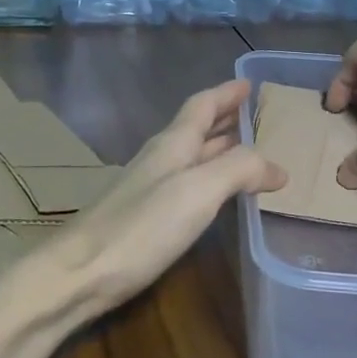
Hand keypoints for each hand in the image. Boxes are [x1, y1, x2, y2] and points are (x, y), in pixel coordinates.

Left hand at [28, 79, 285, 319]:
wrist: (79, 274)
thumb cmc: (140, 227)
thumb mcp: (198, 191)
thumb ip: (239, 170)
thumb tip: (277, 167)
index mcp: (172, 145)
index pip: (202, 106)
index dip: (225, 93)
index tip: (248, 84)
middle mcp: (160, 160)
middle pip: (196, 129)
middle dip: (225, 119)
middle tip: (254, 115)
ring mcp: (148, 190)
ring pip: (191, 157)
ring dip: (217, 148)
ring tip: (245, 150)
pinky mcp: (143, 219)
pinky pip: (186, 185)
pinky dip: (208, 179)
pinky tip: (214, 196)